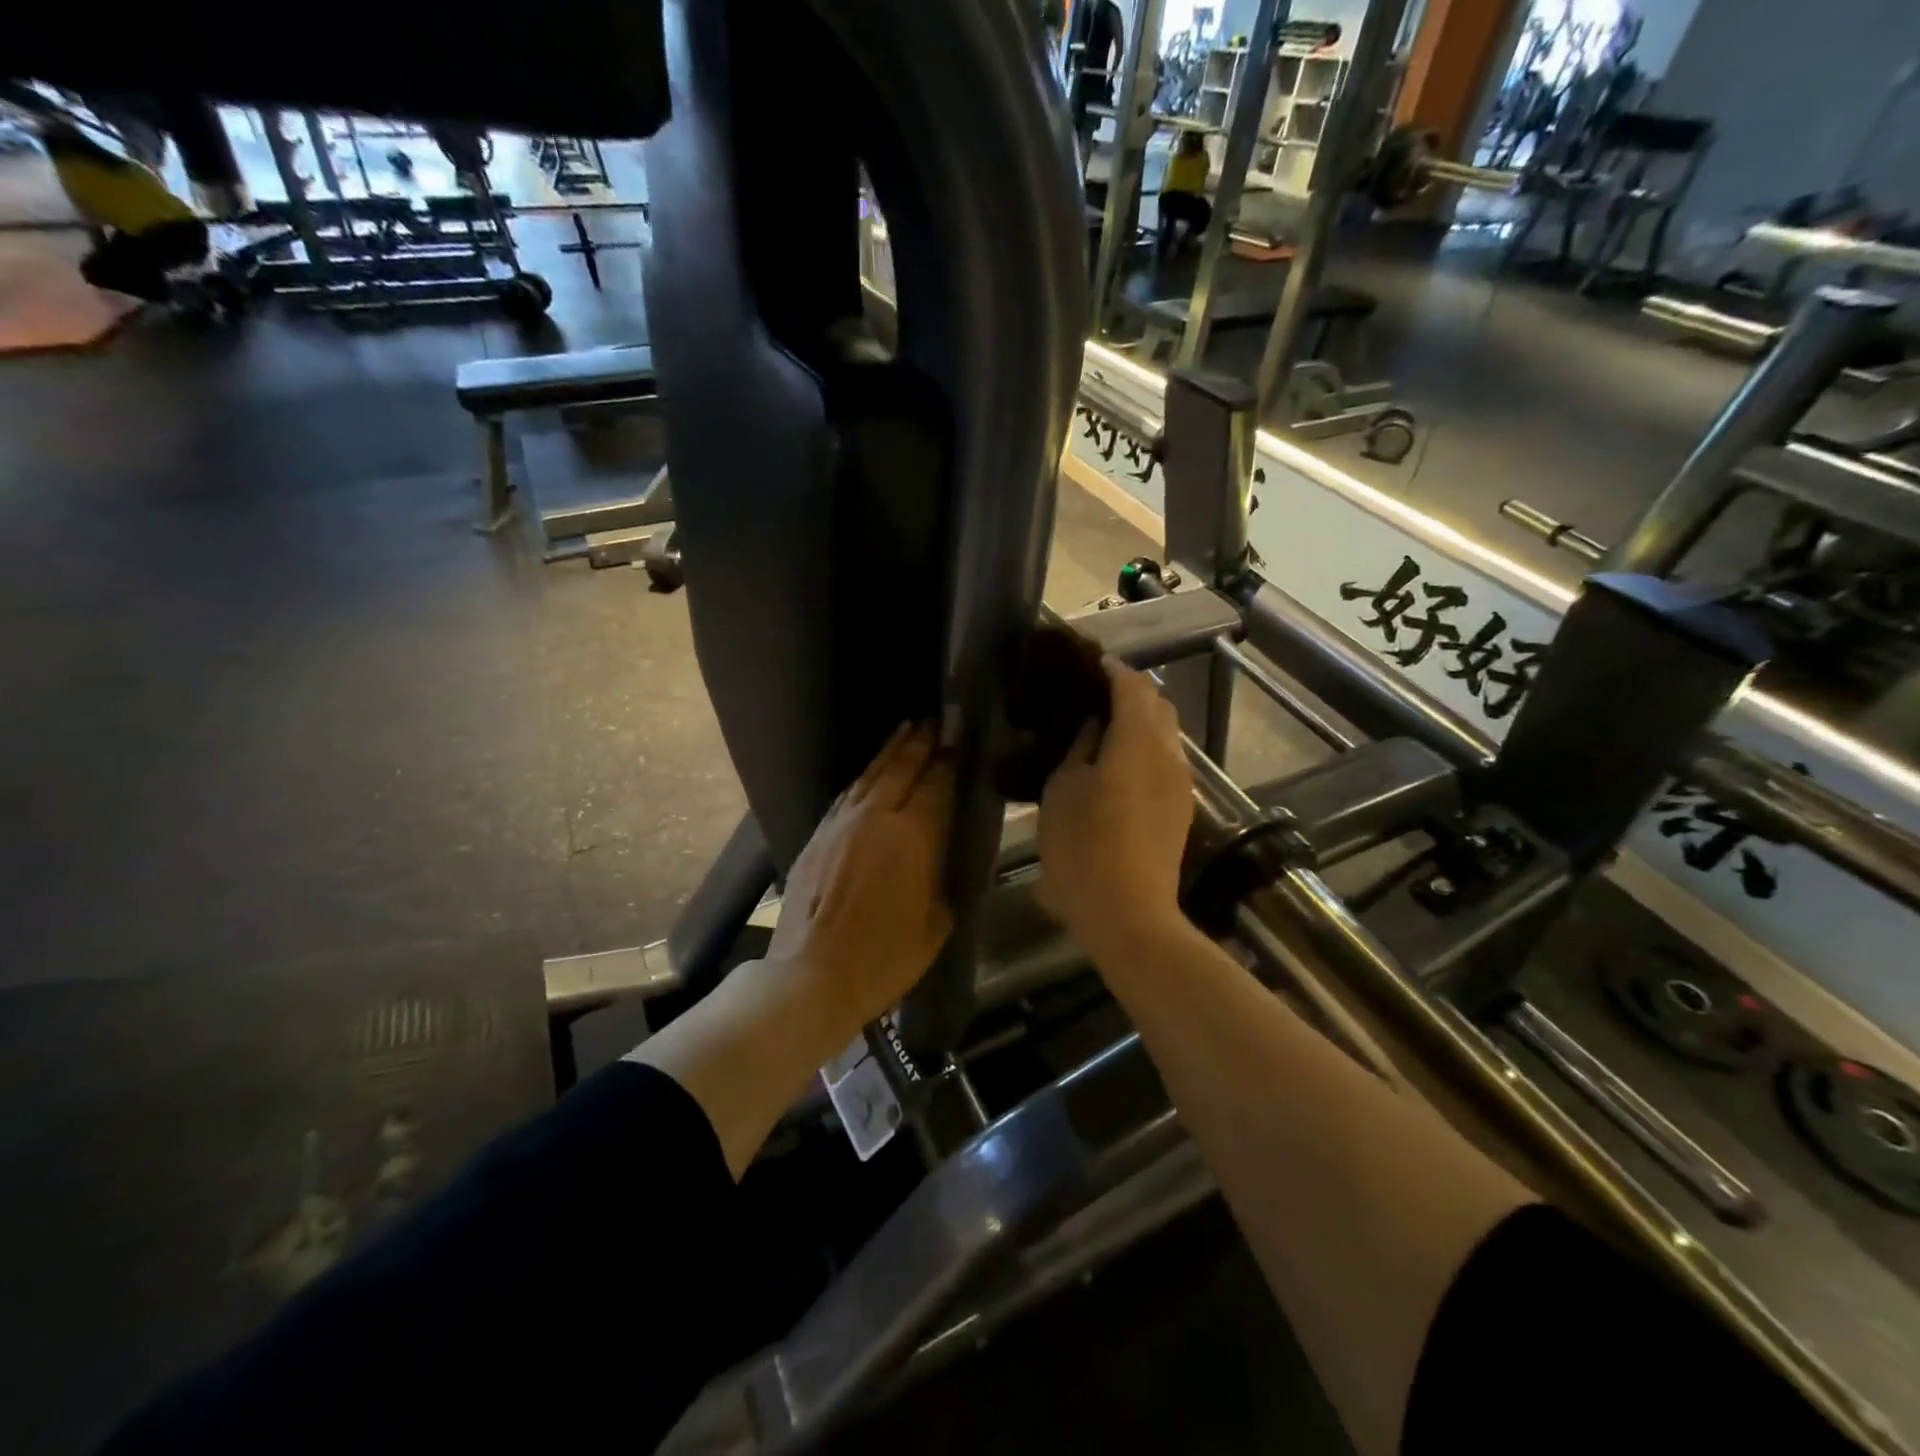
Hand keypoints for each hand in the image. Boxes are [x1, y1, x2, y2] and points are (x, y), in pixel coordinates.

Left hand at [766, 723, 955, 1037]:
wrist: (811, 976)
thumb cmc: (885, 957)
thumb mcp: (936, 922)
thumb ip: (944, 877)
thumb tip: (945, 853)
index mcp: (912, 835)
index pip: (936, 783)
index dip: (949, 761)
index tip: (961, 743)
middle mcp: (876, 816)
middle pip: (901, 767)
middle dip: (920, 743)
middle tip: (935, 723)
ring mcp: (841, 823)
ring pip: (870, 775)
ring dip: (890, 751)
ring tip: (905, 731)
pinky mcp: (817, 836)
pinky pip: (847, 795)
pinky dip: (864, 779)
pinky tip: (870, 774)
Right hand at [1037, 659, 1193, 957]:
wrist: (1128, 914)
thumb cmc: (1084, 847)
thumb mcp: (1064, 789)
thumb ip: (1079, 747)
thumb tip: (1091, 724)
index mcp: (1139, 741)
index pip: (1133, 685)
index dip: (1111, 670)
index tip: (1087, 664)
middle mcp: (1169, 754)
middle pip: (1158, 706)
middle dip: (1129, 693)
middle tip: (1091, 698)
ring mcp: (1180, 784)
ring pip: (1165, 735)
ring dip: (1138, 724)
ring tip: (1100, 732)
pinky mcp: (1180, 810)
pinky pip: (1165, 762)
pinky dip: (1144, 750)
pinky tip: (1116, 768)